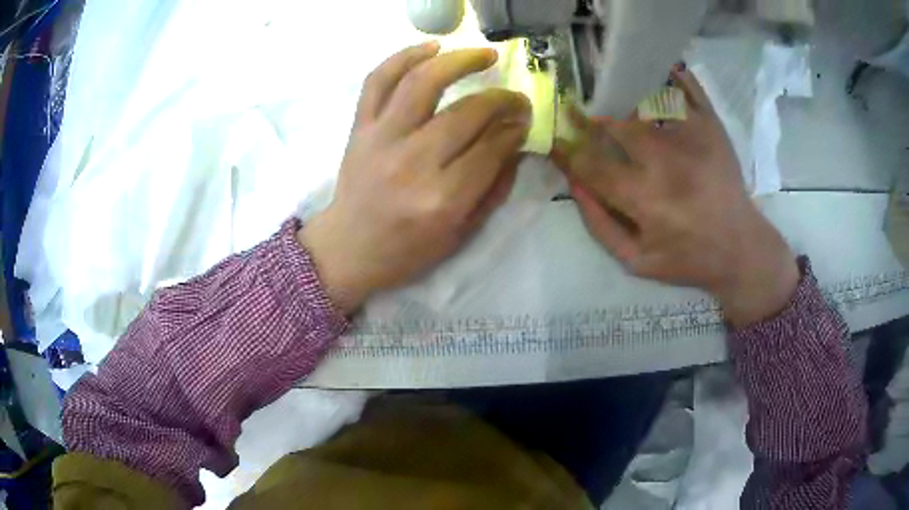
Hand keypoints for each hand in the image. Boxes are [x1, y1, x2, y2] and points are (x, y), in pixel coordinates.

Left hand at [299, 42, 531, 314]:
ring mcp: (381, 140)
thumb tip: (517, 143)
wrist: (349, 247)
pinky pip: (378, 80)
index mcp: (442, 199)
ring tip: (484, 54)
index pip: (491, 148)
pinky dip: (404, 57)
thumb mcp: (461, 233)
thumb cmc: (408, 249)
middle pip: (466, 113)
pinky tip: (431, 47)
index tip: (524, 121)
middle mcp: (412, 163)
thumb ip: (494, 188)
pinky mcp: (360, 128)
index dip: (514, 129)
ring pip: (423, 83)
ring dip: (460, 61)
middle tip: (516, 98)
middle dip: (501, 100)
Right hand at [552, 66, 798, 327]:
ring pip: (646, 101)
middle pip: (616, 126)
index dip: (567, 153)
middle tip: (576, 109)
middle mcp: (666, 162)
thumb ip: (599, 225)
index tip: (554, 141)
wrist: (740, 248)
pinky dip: (670, 73)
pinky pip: (688, 88)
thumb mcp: (636, 260)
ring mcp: (692, 138)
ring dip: (622, 92)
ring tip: (609, 86)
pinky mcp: (711, 126)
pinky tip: (655, 66)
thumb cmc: (688, 258)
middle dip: (589, 118)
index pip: (592, 166)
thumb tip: (574, 183)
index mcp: (646, 199)